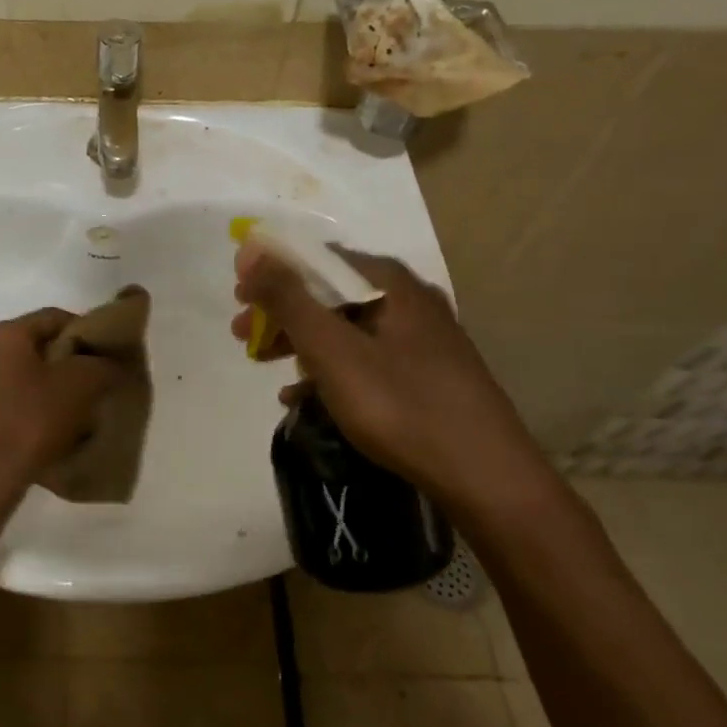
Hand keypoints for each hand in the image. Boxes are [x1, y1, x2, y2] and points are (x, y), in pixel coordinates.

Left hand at [0, 308, 121, 497]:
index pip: (55, 317)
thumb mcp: (83, 384)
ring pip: (27, 369)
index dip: (86, 330)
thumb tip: (111, 362)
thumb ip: (103, 364)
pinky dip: (36, 398)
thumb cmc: (36, 418)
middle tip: (96, 376)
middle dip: (69, 357)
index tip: (105, 352)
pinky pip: (15, 392)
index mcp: (7, 334)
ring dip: (53, 380)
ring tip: (79, 402)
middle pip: (39, 343)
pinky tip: (55, 420)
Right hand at [232, 243, 549, 512]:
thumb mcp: (332, 349)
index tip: (239, 299)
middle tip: (243, 336)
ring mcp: (421, 337)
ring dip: (300, 341)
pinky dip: (329, 369)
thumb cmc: (401, 405)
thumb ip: (288, 297)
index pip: (316, 257)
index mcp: (388, 281)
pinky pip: (364, 357)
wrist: (488, 479)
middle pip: (328, 292)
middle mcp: (407, 298)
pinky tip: (302, 397)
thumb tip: (251, 248)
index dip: (271, 272)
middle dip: (281, 312)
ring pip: (345, 326)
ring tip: (265, 365)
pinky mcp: (427, 373)